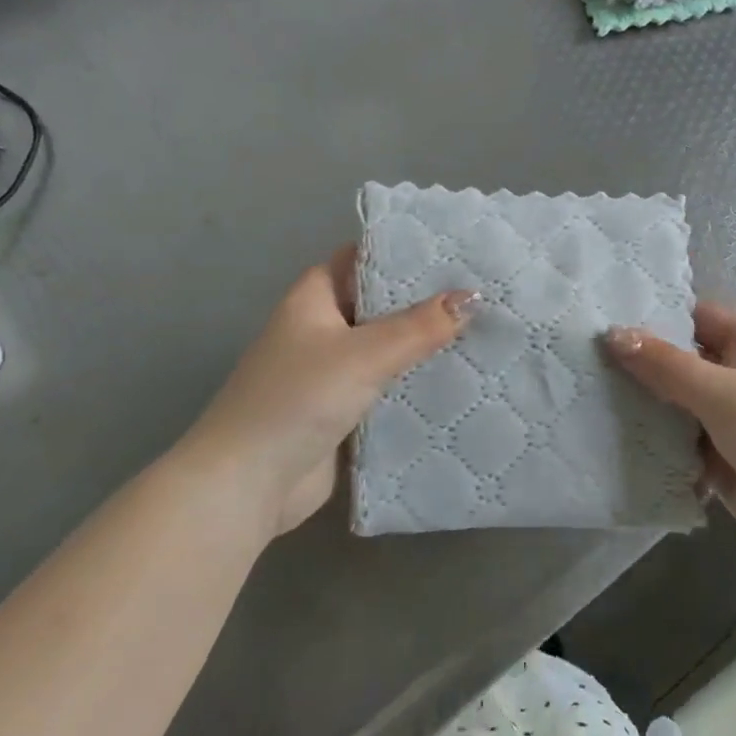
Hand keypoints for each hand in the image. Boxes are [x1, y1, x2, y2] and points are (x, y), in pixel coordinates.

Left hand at [168, 248, 475, 536]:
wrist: (246, 484)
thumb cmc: (297, 399)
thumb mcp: (363, 354)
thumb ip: (419, 326)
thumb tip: (474, 296)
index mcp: (315, 297)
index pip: (365, 259)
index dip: (406, 252)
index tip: (459, 251)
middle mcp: (323, 328)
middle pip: (382, 304)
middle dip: (428, 301)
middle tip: (488, 291)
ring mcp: (333, 371)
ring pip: (388, 348)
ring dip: (426, 344)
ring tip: (487, 330)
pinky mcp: (344, 410)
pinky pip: (387, 386)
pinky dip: (416, 382)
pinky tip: (461, 379)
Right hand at [607, 303, 735, 580]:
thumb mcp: (721, 392)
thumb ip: (664, 364)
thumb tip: (612, 333)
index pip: (690, 315)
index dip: (648, 317)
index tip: (595, 321)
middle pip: (678, 359)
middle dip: (636, 365)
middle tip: (577, 362)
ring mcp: (731, 417)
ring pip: (675, 402)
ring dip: (642, 406)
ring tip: (581, 398)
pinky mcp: (722, 458)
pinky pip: (680, 441)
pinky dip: (655, 443)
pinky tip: (609, 441)